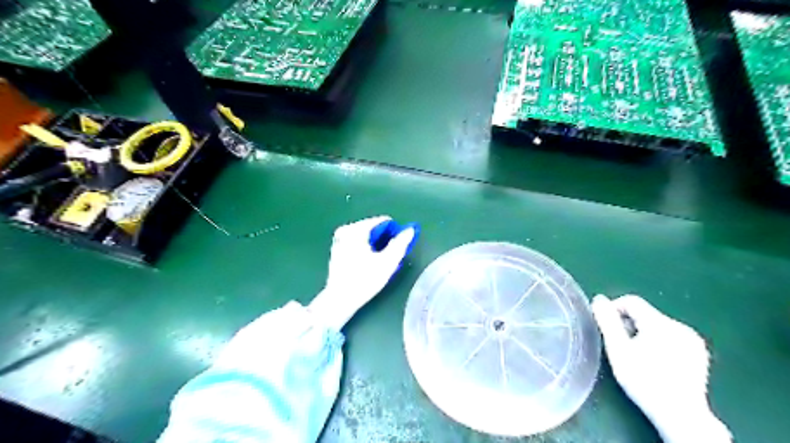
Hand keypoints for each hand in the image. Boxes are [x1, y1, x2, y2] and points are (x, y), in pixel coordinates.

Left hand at [308, 216, 418, 330]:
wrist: (340, 300)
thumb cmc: (364, 280)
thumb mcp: (387, 262)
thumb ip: (400, 244)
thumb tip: (410, 229)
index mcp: (356, 229)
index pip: (383, 221)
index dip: (395, 233)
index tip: (399, 248)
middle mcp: (346, 230)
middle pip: (374, 228)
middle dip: (385, 240)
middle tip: (390, 257)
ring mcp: (339, 239)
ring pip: (366, 236)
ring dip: (376, 245)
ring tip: (381, 262)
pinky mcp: (337, 249)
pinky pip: (358, 242)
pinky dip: (366, 248)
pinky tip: (369, 263)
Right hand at [593, 294, 727, 442]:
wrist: (680, 415)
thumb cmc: (643, 380)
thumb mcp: (618, 349)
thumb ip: (607, 321)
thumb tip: (599, 299)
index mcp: (660, 323)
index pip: (631, 301)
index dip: (614, 309)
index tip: (606, 327)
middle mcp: (680, 327)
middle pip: (645, 314)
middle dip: (629, 324)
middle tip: (620, 345)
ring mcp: (692, 340)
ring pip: (657, 325)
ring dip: (643, 333)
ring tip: (636, 355)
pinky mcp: (699, 353)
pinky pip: (671, 337)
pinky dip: (659, 342)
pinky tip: (655, 362)